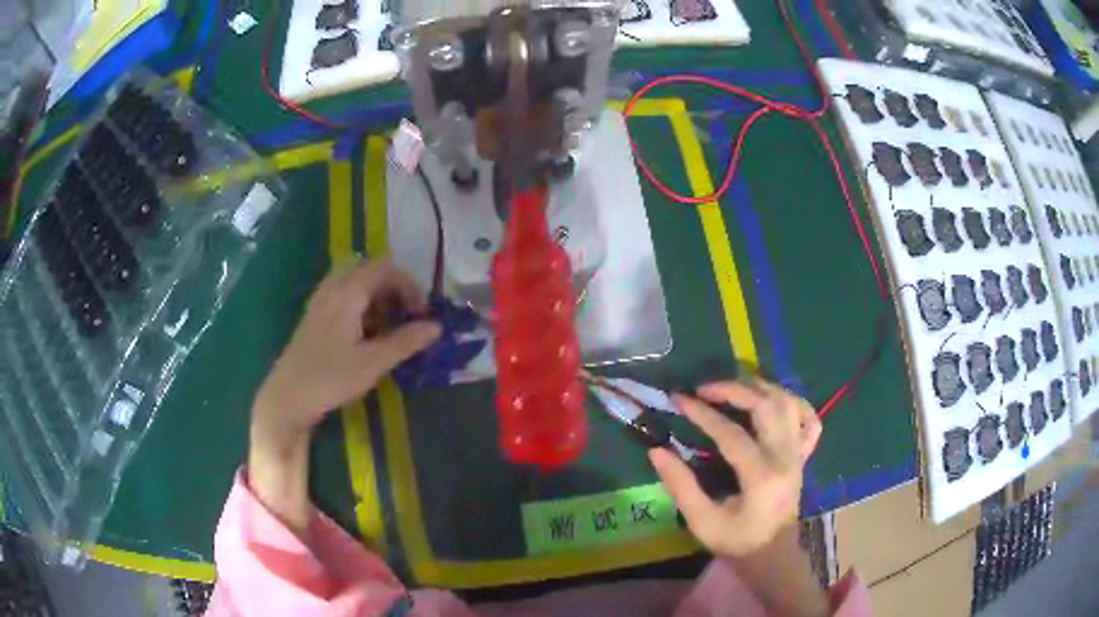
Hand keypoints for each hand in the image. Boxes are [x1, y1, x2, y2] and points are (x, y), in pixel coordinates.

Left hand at [247, 259, 439, 536]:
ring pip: (355, 283)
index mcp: (348, 292)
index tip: (422, 313)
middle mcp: (333, 288)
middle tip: (406, 315)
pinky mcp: (314, 316)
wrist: (288, 397)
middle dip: (393, 289)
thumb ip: (406, 341)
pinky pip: (343, 296)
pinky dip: (361, 306)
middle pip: (370, 270)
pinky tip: (363, 335)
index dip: (409, 286)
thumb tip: (436, 327)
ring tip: (387, 328)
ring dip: (377, 298)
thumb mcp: (373, 362)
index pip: (385, 269)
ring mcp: (320, 301)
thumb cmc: (330, 378)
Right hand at [649, 379, 820, 558]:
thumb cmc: (737, 541)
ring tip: (733, 388)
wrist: (774, 555)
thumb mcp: (702, 522)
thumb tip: (656, 451)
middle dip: (734, 390)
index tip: (679, 399)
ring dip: (761, 388)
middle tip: (704, 389)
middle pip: (767, 406)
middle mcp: (786, 457)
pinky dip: (793, 402)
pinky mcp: (804, 455)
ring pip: (789, 404)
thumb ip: (681, 486)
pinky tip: (774, 400)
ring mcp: (799, 453)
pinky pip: (808, 418)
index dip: (703, 414)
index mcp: (761, 476)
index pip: (732, 434)